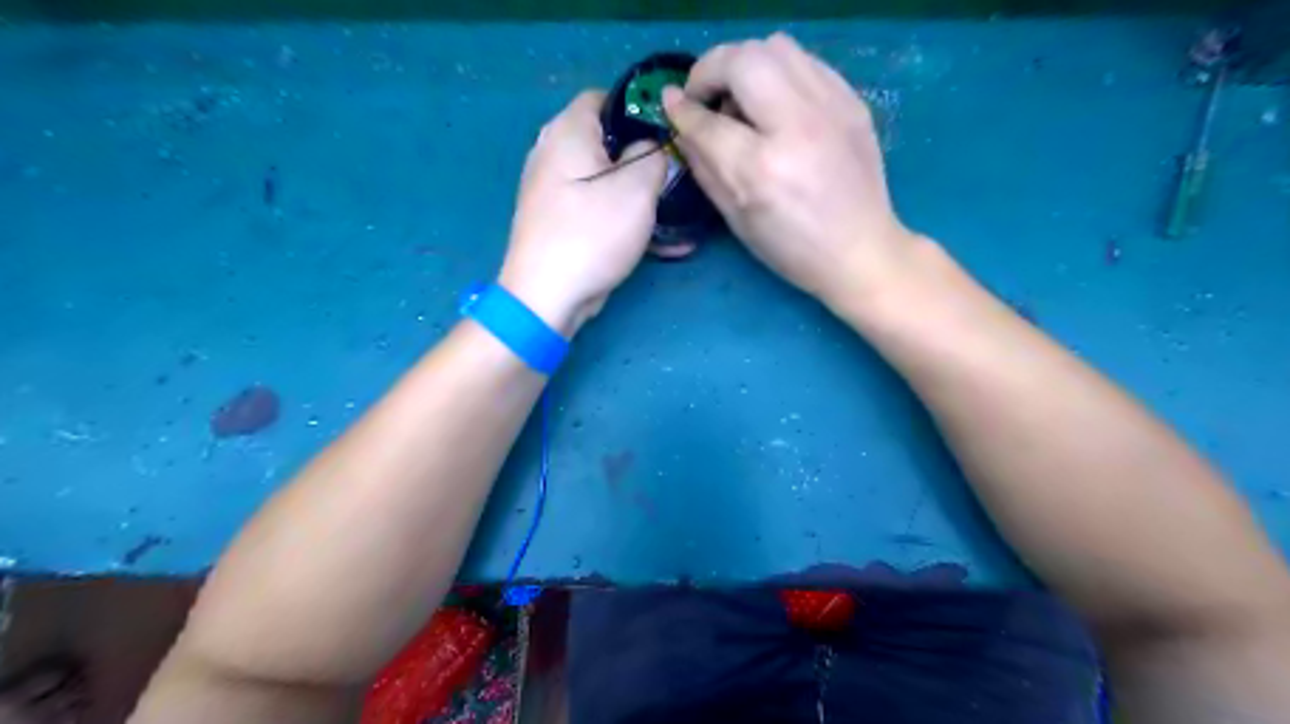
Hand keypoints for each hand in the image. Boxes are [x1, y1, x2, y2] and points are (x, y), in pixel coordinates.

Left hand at [501, 90, 668, 337]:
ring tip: (675, 214)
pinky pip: (599, 211)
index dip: (640, 110)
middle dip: (645, 159)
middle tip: (675, 177)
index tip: (670, 134)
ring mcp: (553, 192)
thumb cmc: (592, 234)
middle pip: (607, 143)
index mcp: (567, 132)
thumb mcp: (636, 189)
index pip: (604, 97)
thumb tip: (651, 148)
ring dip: (641, 196)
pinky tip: (662, 244)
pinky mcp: (559, 223)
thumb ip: (653, 157)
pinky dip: (625, 220)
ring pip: (606, 181)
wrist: (546, 297)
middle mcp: (553, 154)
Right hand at [666, 34, 916, 302]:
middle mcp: (797, 126)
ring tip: (740, 98)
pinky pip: (805, 61)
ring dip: (745, 64)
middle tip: (704, 96)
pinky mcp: (852, 101)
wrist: (861, 251)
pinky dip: (778, 72)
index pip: (708, 121)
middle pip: (742, 60)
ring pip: (776, 47)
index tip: (671, 104)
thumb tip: (681, 124)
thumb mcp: (736, 218)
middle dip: (710, 70)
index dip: (682, 109)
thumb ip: (703, 166)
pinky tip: (775, 104)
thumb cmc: (792, 248)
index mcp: (762, 169)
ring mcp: (831, 107)